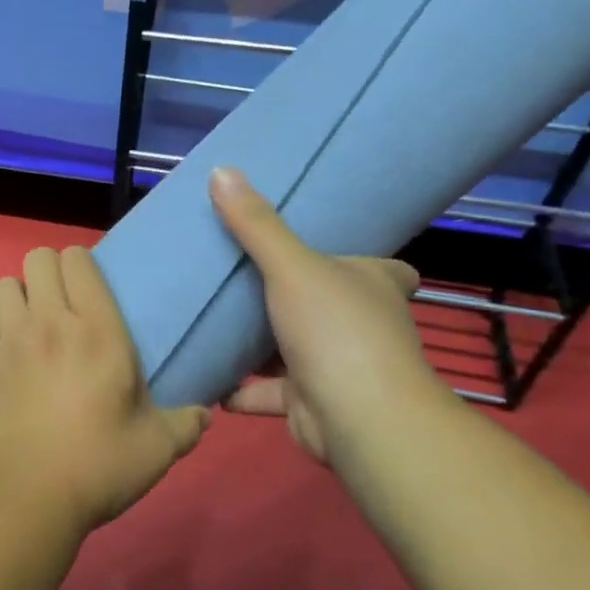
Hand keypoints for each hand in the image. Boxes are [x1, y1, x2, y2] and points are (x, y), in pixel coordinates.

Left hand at [0, 246, 209, 532]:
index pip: (78, 260)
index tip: (91, 290)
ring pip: (1, 286)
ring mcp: (9, 343)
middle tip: (63, 306)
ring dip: (16, 299)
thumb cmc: (99, 464)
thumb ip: (184, 425)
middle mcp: (50, 323)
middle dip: (48, 272)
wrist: (29, 496)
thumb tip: (202, 417)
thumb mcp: (157, 448)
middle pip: (37, 258)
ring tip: (30, 328)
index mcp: (98, 330)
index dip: (82, 264)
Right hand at [208, 167, 450, 466]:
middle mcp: (362, 324)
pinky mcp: (310, 402)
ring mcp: (338, 366)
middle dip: (292, 298)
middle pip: (328, 306)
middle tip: (242, 278)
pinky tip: (205, 373)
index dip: (362, 261)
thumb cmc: (336, 329)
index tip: (324, 252)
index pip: (384, 269)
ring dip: (258, 344)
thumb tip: (221, 170)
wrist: (357, 418)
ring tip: (211, 321)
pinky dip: (239, 388)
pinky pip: (267, 391)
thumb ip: (256, 225)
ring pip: (292, 349)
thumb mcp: (292, 266)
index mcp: (374, 285)